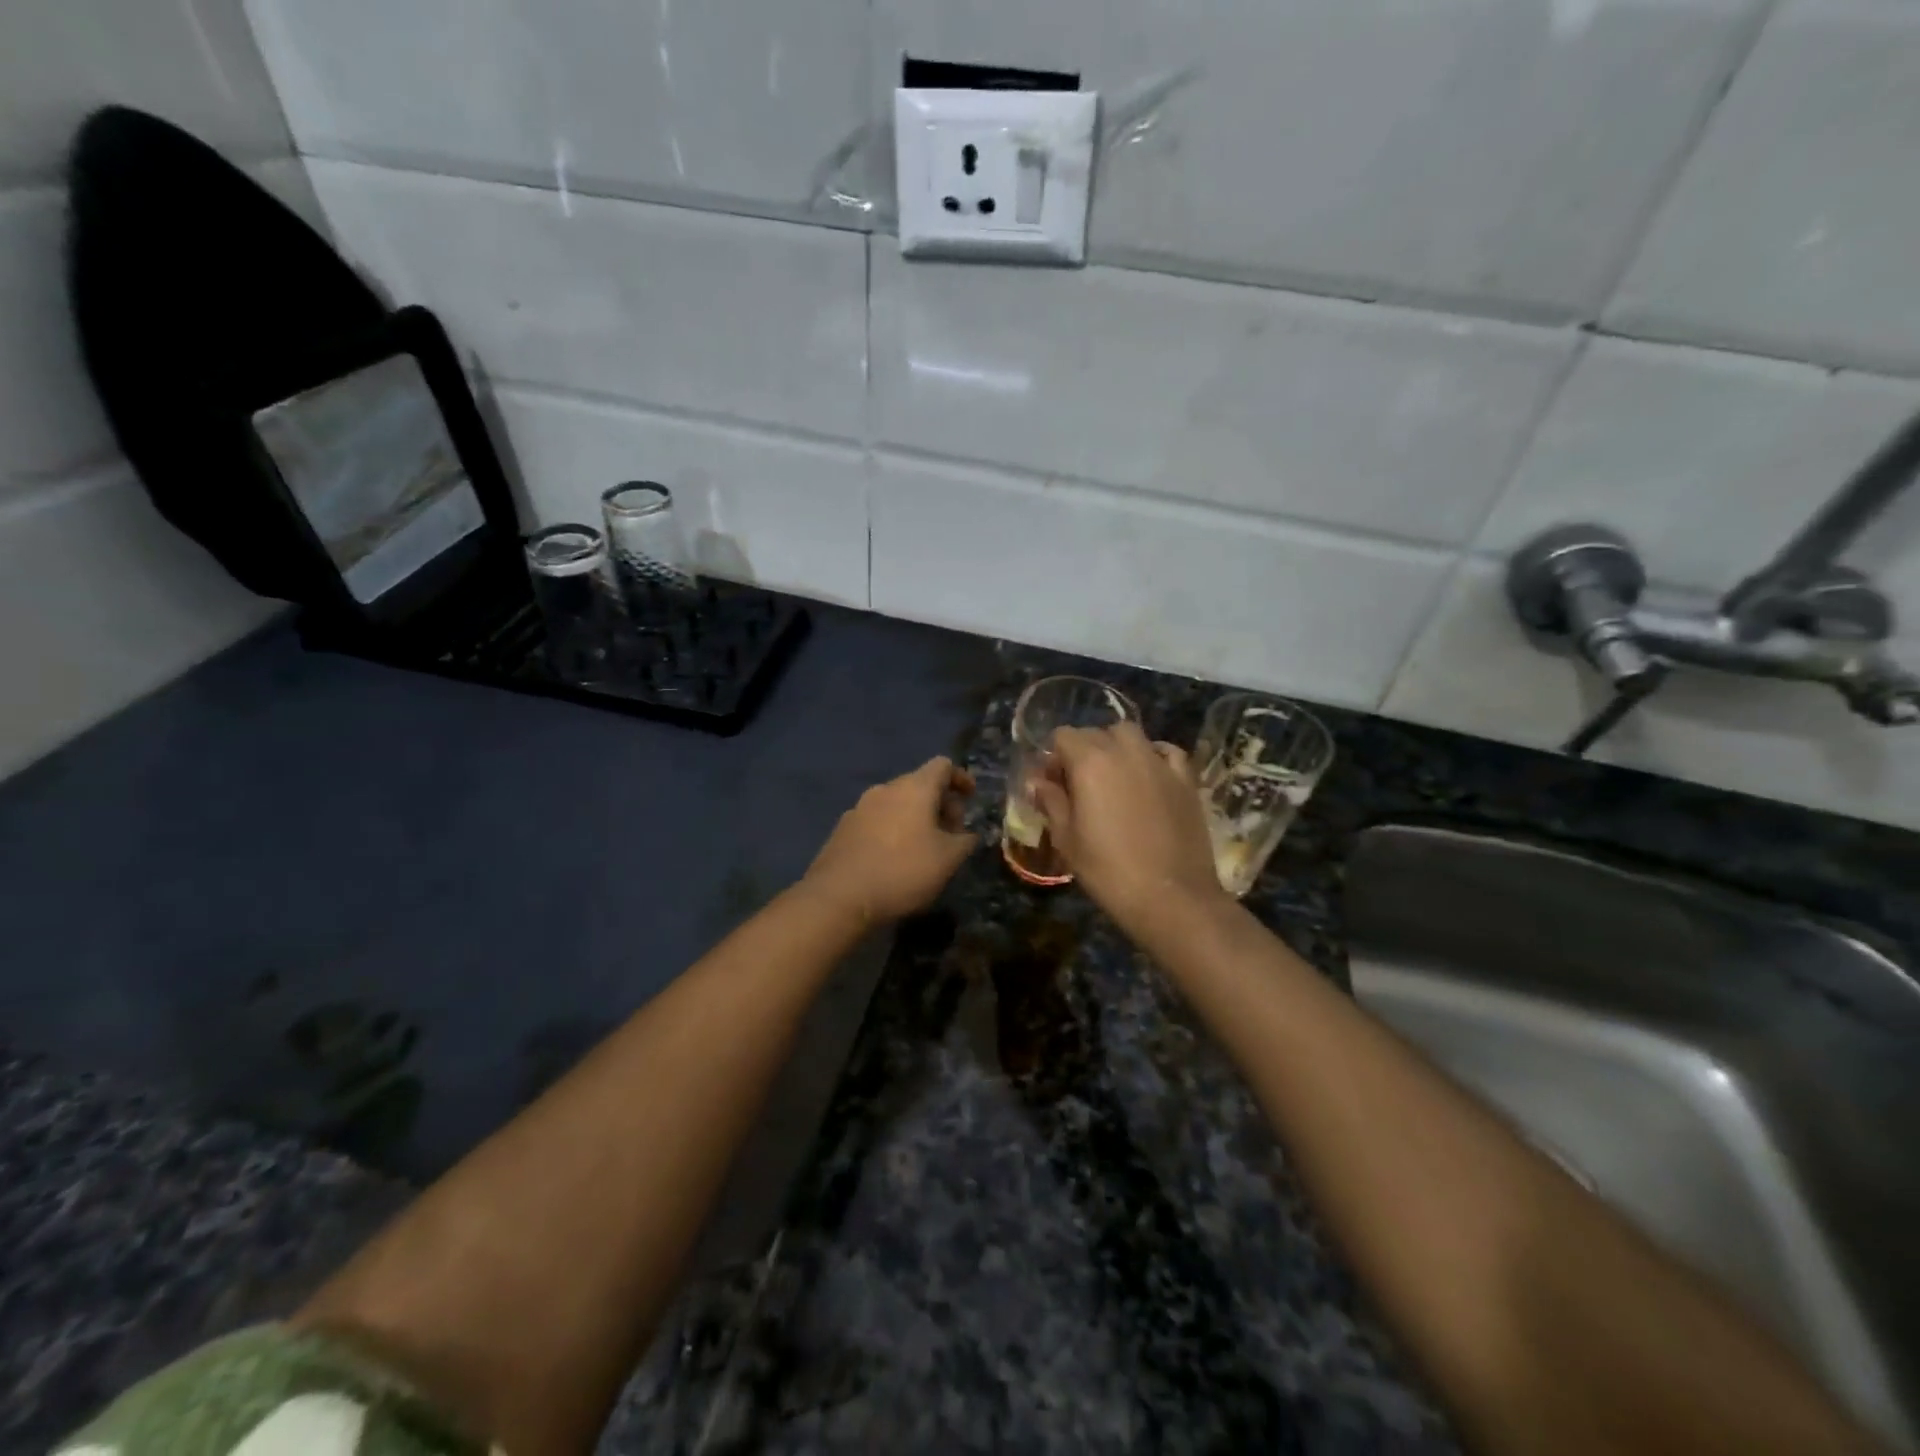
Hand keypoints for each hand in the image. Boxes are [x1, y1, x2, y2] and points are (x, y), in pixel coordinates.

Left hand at [803, 757, 978, 925]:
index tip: (971, 798)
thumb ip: (965, 841)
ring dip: (915, 817)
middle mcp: (885, 789)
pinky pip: (877, 819)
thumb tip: (967, 834)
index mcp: (914, 788)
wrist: (839, 897)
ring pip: (896, 803)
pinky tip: (894, 858)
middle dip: (940, 803)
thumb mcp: (948, 860)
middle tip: (952, 832)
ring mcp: (859, 807)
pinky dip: (893, 829)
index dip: (961, 778)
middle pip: (919, 784)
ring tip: (925, 847)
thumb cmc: (903, 871)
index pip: (942, 766)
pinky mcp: (843, 828)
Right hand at [1031, 722, 1229, 936]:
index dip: (1053, 758)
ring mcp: (1159, 762)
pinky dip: (1153, 756)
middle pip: (1096, 732)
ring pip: (1131, 735)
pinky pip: (1166, 752)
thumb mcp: (1067, 839)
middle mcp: (1125, 751)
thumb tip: (1038, 782)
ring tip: (1113, 778)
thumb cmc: (1108, 871)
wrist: (1171, 897)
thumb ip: (1051, 802)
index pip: (1063, 736)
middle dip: (1082, 751)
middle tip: (1079, 786)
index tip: (1052, 786)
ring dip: (1116, 747)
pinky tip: (1150, 776)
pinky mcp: (1186, 779)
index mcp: (1090, 762)